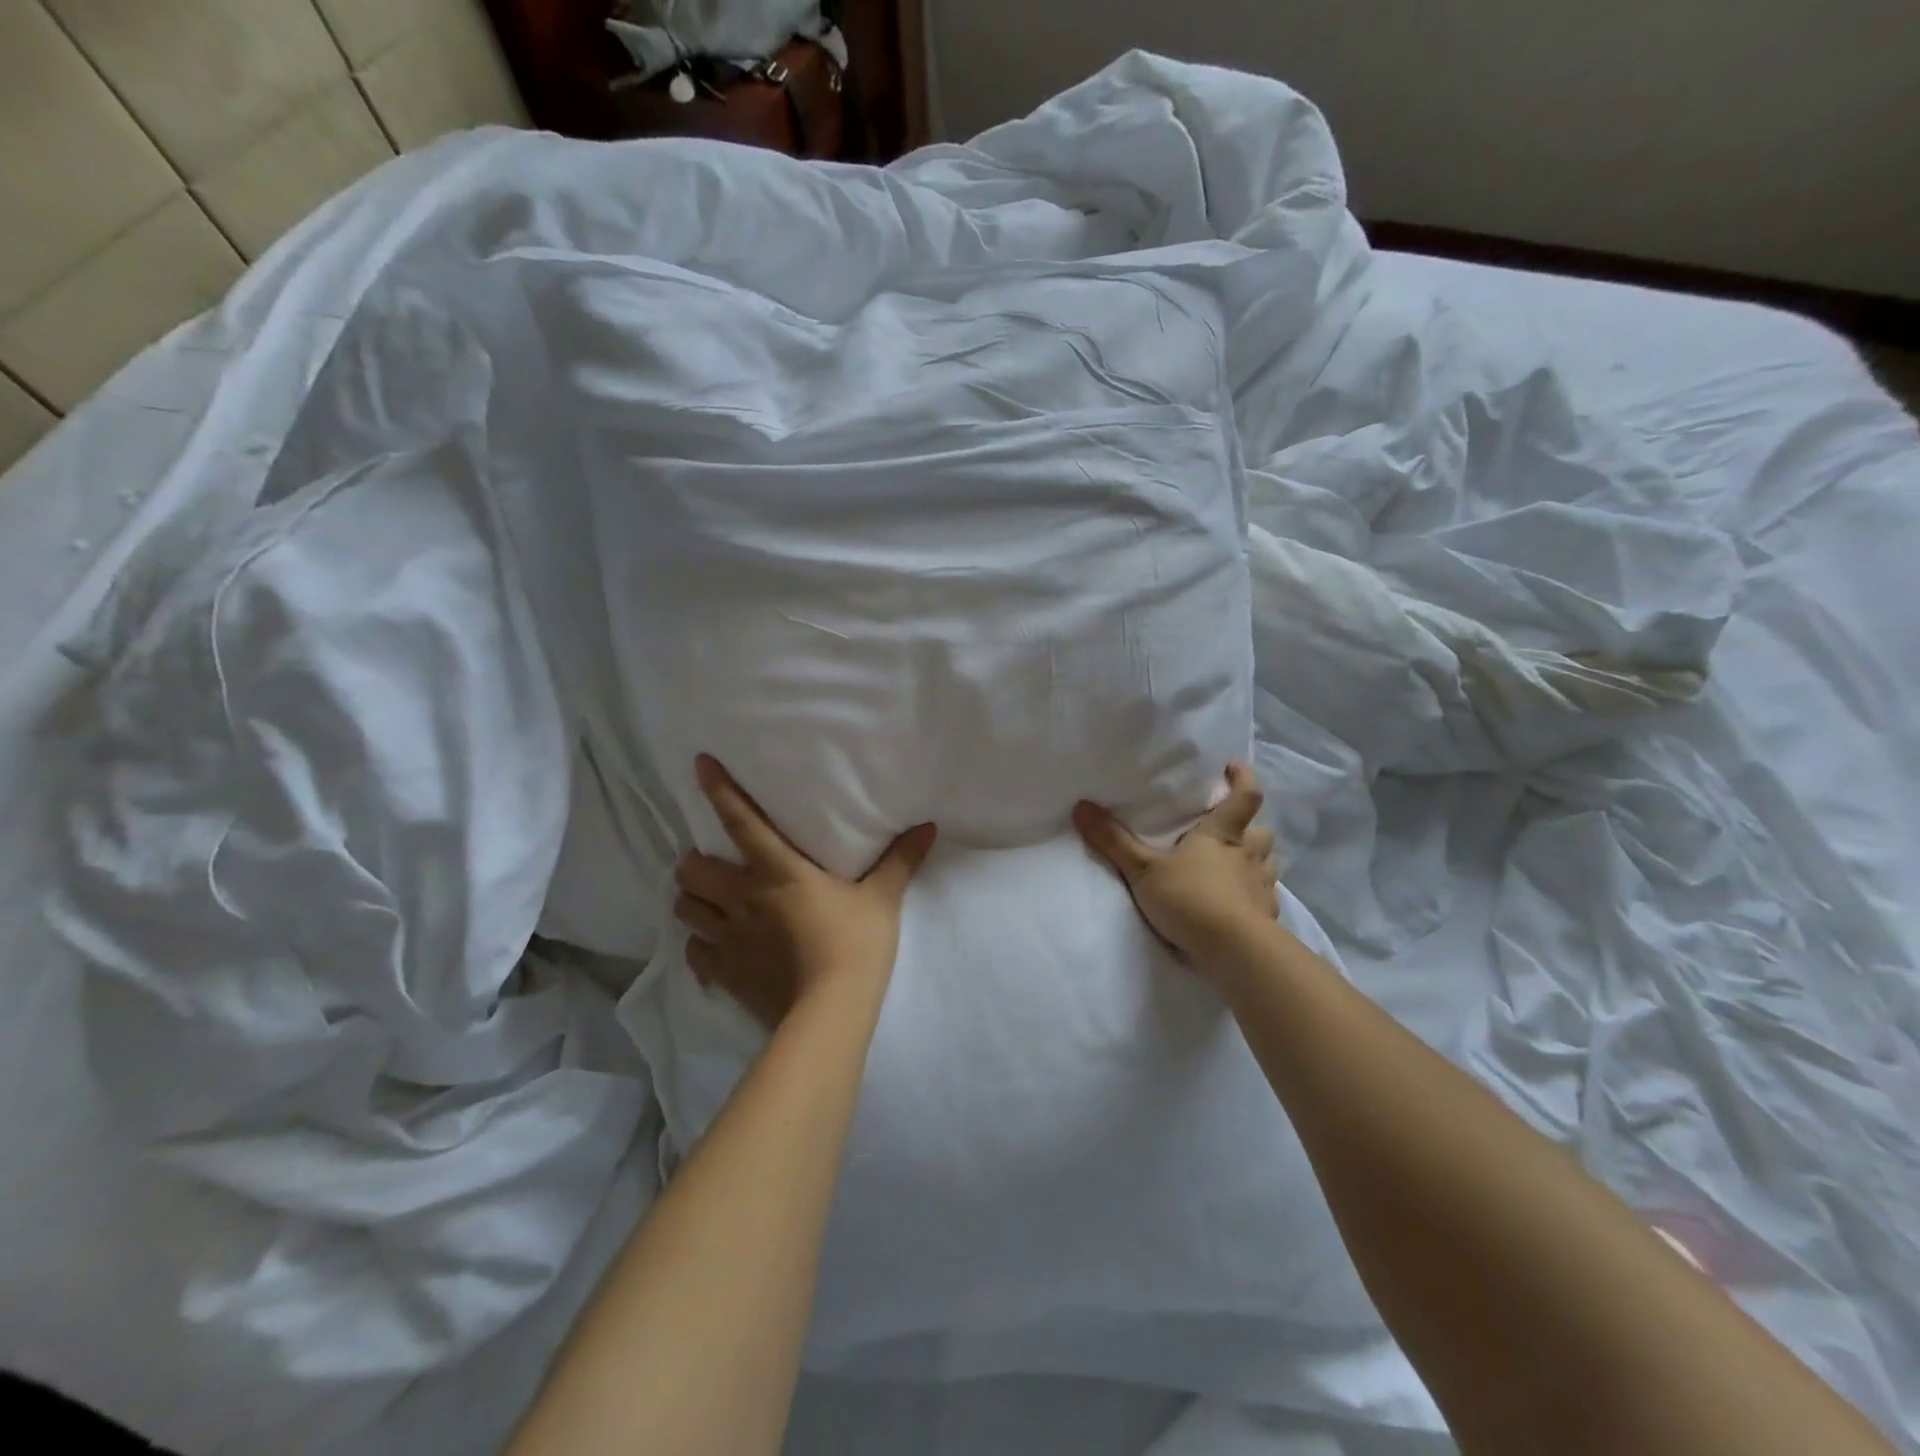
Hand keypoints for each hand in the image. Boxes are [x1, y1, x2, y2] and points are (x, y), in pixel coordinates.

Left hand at [672, 755, 936, 1028]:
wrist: (830, 1013)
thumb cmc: (856, 944)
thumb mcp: (882, 899)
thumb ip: (900, 860)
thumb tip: (928, 826)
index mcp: (777, 872)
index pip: (741, 822)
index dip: (720, 791)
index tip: (699, 765)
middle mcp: (743, 898)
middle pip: (693, 871)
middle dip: (694, 863)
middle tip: (711, 863)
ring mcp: (728, 938)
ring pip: (686, 908)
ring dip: (692, 900)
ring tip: (706, 899)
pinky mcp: (725, 973)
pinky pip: (695, 952)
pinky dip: (699, 945)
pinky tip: (713, 945)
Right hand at [1072, 762, 1278, 969]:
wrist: (1234, 952)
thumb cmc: (1190, 898)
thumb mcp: (1143, 869)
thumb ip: (1113, 840)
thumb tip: (1081, 805)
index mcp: (1222, 836)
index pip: (1244, 797)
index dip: (1243, 779)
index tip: (1234, 768)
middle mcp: (1248, 857)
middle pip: (1263, 832)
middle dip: (1253, 827)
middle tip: (1236, 829)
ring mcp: (1261, 888)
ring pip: (1269, 865)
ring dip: (1258, 861)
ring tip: (1240, 866)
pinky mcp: (1266, 918)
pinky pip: (1266, 899)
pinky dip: (1256, 897)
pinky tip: (1242, 906)